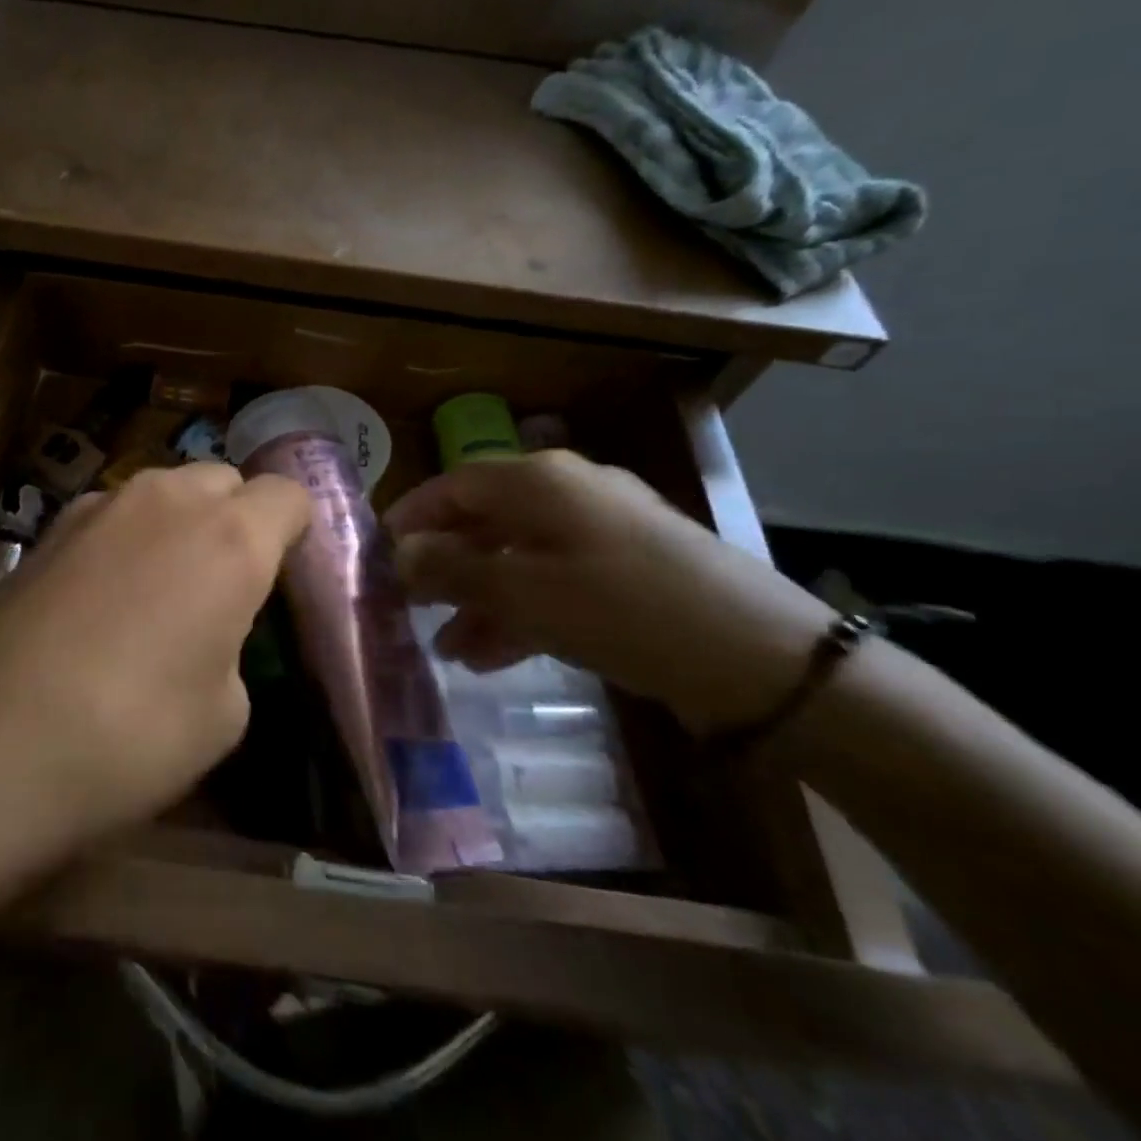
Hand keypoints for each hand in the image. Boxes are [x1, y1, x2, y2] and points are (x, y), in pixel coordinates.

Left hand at [0, 464, 309, 966]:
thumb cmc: (131, 735)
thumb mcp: (224, 714)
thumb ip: (230, 646)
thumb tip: (205, 631)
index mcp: (230, 537)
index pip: (287, 494)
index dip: (295, 530)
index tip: (284, 577)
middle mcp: (167, 500)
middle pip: (222, 479)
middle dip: (235, 517)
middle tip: (224, 586)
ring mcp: (97, 505)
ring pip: (163, 492)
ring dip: (177, 525)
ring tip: (158, 594)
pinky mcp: (46, 528)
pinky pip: (111, 517)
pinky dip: (124, 542)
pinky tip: (98, 604)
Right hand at [387, 452, 835, 734]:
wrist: (761, 658)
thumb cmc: (623, 609)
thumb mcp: (525, 593)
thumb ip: (454, 571)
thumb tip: (401, 555)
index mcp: (539, 481)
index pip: (454, 485)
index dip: (413, 518)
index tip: (380, 555)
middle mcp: (567, 493)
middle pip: (485, 522)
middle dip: (445, 568)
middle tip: (412, 608)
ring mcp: (601, 530)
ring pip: (518, 557)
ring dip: (479, 599)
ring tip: (449, 649)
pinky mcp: (627, 569)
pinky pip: (554, 581)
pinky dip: (521, 611)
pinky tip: (493, 655)